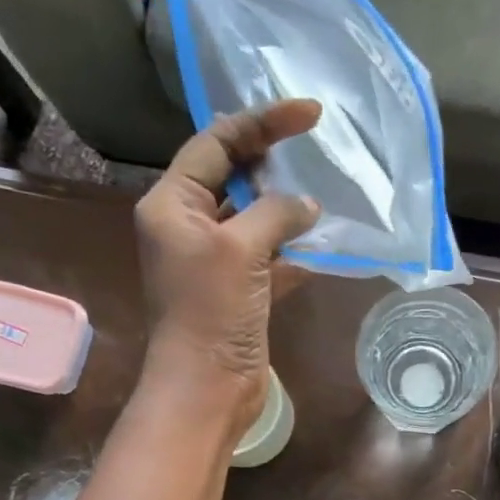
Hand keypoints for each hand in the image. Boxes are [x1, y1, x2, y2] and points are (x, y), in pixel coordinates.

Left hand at [134, 99, 322, 438]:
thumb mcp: (240, 249)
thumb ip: (276, 213)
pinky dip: (294, 249)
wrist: (206, 387)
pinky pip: (269, 256)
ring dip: (287, 207)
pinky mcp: (238, 290)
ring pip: (254, 218)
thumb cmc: (210, 311)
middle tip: (316, 145)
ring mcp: (214, 260)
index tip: (309, 112)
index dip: (262, 122)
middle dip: (272, 160)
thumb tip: (308, 205)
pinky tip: (325, 242)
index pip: (216, 143)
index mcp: (172, 204)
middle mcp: (188, 226)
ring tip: (326, 188)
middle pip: (232, 176)